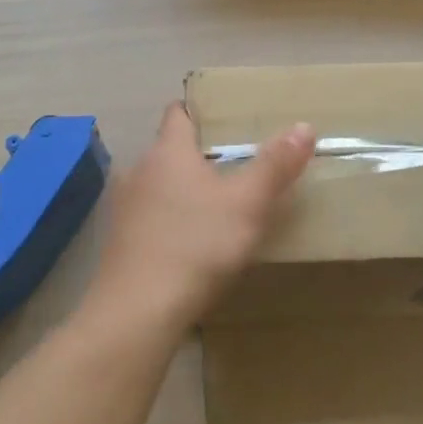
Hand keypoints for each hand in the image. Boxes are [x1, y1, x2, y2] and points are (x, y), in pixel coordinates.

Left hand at [82, 104, 314, 339]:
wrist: (136, 312)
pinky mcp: (118, 243)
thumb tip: (304, 126)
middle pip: (168, 150)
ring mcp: (123, 208)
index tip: (223, 119)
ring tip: (214, 205)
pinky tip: (188, 244)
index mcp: (168, 151)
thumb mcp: (247, 204)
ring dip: (180, 190)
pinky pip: (148, 218)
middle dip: (196, 155)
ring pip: (156, 185)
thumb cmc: (196, 245)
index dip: (198, 111)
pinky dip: (167, 220)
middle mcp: (140, 170)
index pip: (178, 113)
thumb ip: (275, 165)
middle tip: (232, 165)